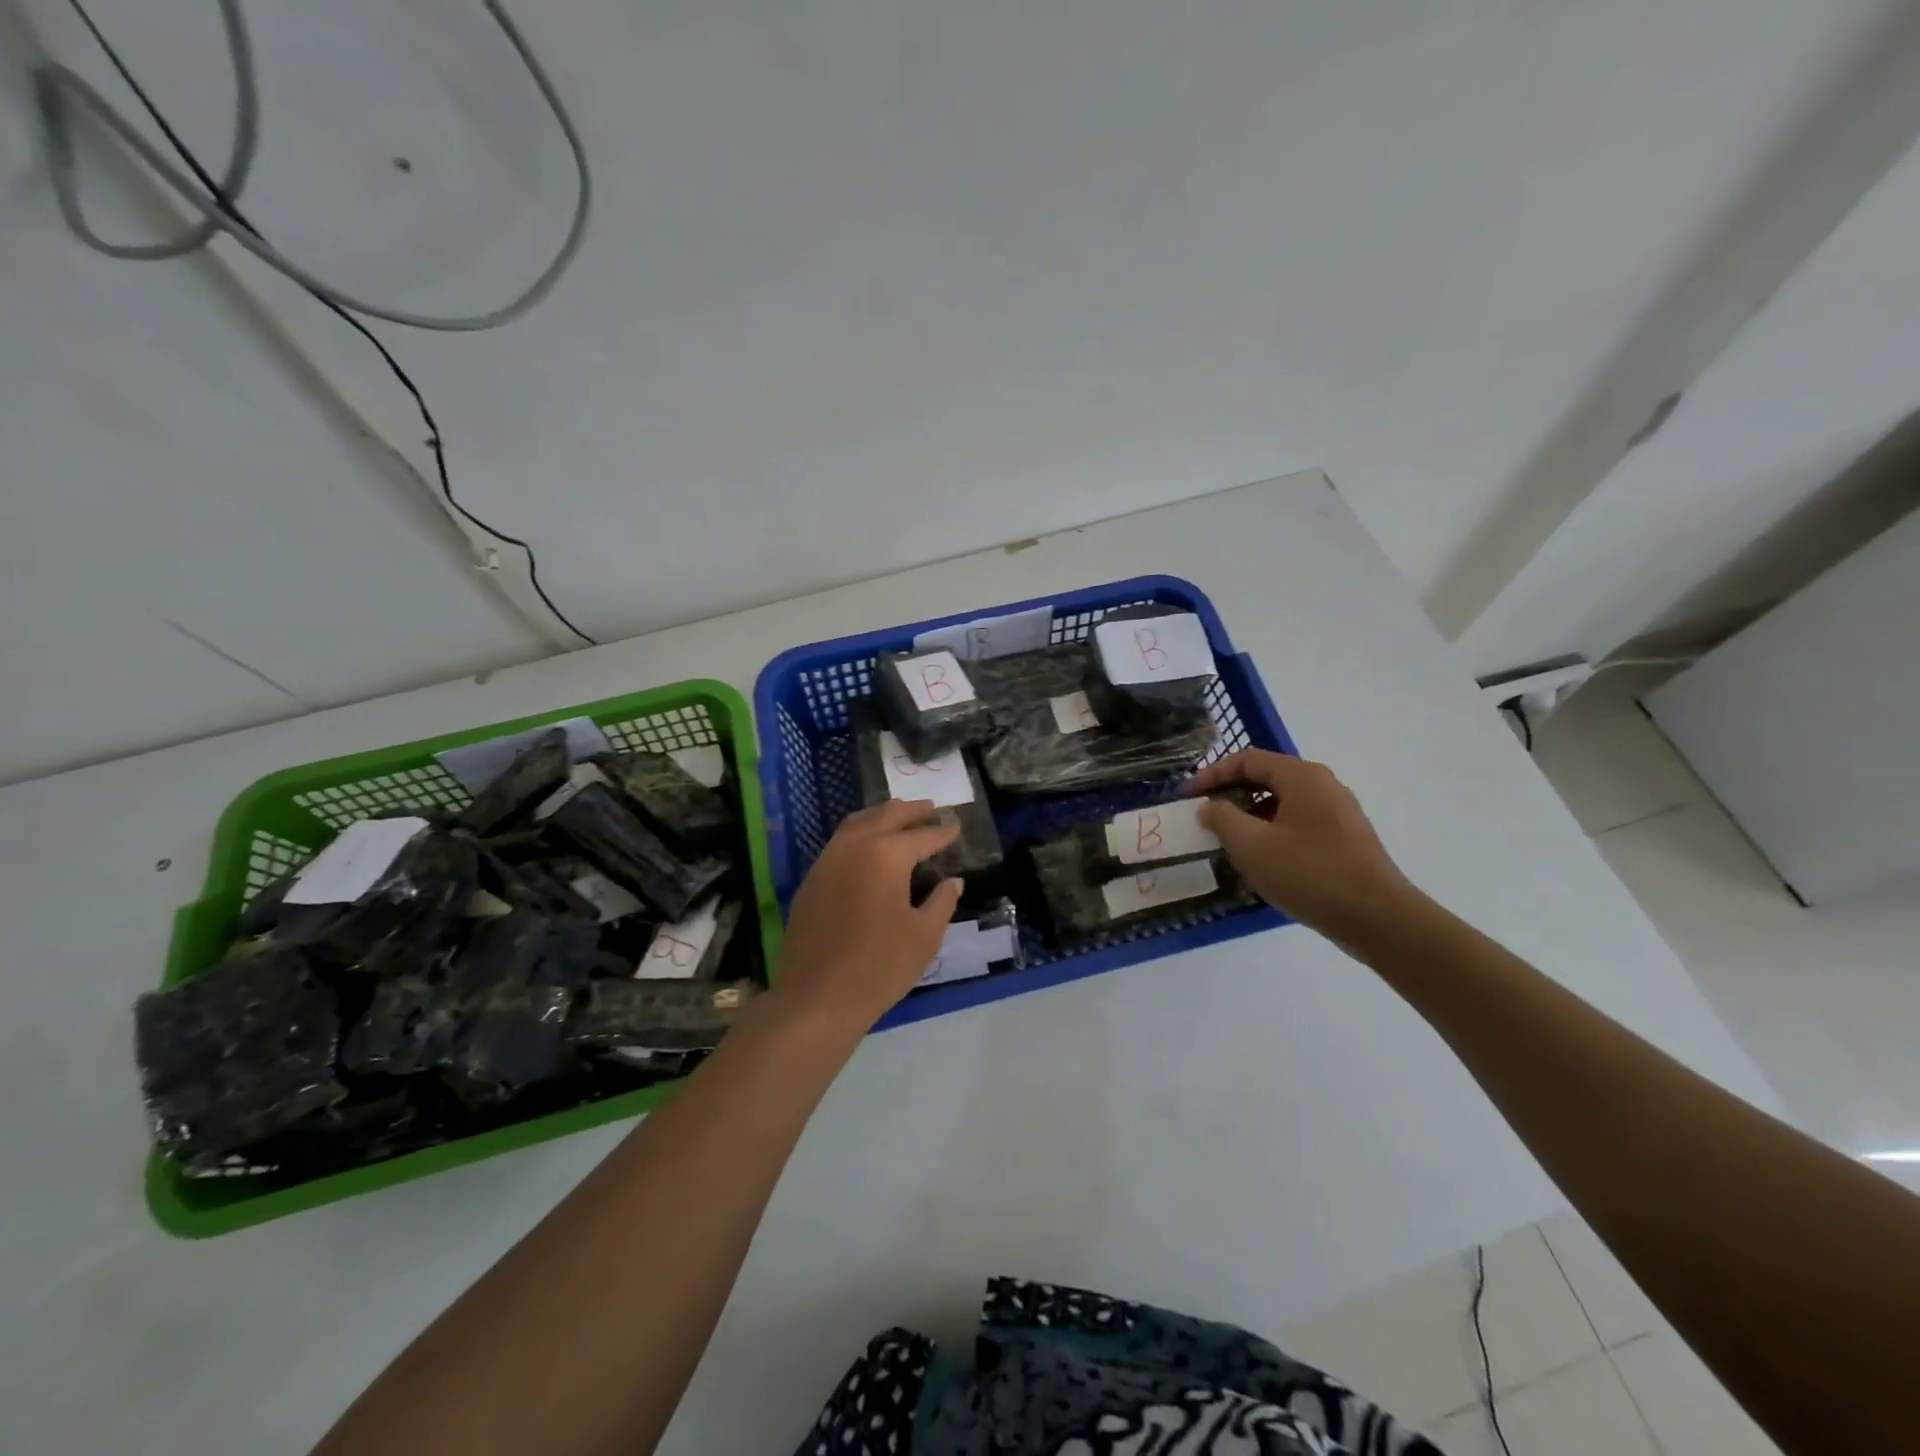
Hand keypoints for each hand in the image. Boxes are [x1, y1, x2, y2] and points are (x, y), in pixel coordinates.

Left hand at [771, 800, 964, 1030]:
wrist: (817, 997)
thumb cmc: (880, 966)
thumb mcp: (924, 936)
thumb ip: (942, 902)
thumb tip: (952, 882)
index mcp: (885, 854)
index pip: (921, 836)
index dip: (941, 832)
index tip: (955, 827)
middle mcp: (854, 846)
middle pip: (886, 816)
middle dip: (911, 811)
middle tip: (930, 808)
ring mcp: (827, 860)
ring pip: (857, 823)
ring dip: (881, 816)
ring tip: (900, 818)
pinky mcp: (811, 879)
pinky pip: (839, 842)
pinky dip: (860, 834)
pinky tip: (869, 848)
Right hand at [1188, 750, 1418, 942]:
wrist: (1377, 918)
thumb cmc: (1309, 873)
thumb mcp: (1251, 845)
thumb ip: (1222, 818)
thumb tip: (1209, 806)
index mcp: (1302, 777)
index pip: (1247, 760)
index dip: (1211, 775)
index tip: (1187, 797)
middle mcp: (1323, 786)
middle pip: (1266, 779)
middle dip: (1230, 795)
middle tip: (1204, 817)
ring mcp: (1337, 813)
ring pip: (1281, 804)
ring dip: (1249, 817)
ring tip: (1226, 842)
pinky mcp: (1344, 840)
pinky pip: (1297, 824)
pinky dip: (1271, 833)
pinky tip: (1259, 860)